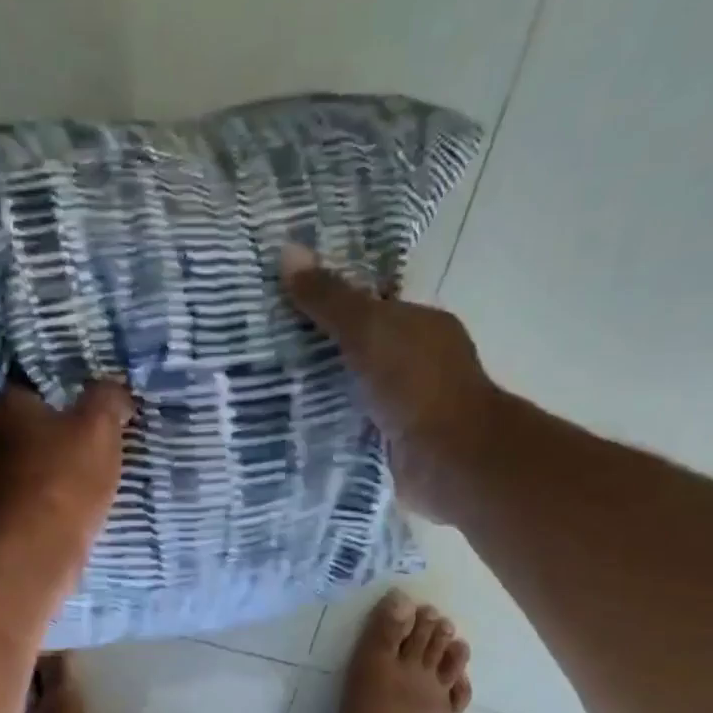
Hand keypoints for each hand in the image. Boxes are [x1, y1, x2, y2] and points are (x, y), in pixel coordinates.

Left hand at [0, 379, 134, 583]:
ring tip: (96, 469)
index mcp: (7, 407)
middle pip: (34, 421)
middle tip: (103, 430)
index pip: (36, 377)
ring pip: (33, 460)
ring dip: (59, 463)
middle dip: (65, 425)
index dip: (69, 381)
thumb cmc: (63, 484)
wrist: (30, 559)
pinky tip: (77, 504)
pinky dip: (53, 495)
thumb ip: (107, 398)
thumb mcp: (98, 429)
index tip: (97, 391)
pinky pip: (33, 494)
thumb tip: (112, 389)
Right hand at [281, 244, 502, 521]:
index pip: (372, 306)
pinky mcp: (391, 445)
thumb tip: (287, 251)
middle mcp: (417, 363)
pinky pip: (351, 427)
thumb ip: (330, 299)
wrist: (448, 461)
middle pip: (360, 349)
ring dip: (321, 392)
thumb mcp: (368, 330)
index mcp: (421, 326)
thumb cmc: (416, 385)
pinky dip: (328, 426)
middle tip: (264, 349)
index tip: (283, 304)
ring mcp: (406, 407)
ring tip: (265, 389)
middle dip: (319, 350)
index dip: (331, 302)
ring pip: (354, 391)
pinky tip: (292, 426)